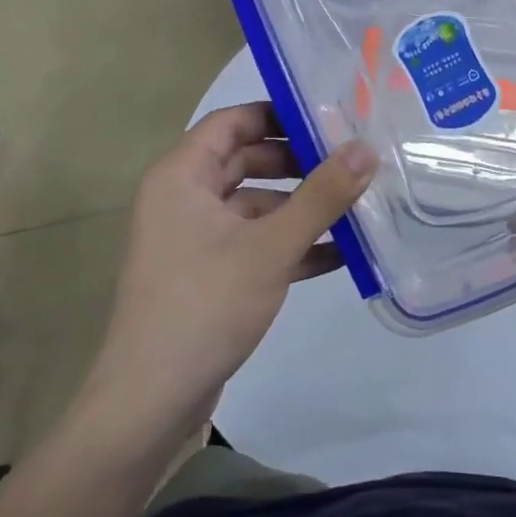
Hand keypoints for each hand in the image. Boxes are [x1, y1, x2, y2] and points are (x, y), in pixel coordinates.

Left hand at [81, 104, 376, 454]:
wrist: (150, 402)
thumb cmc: (205, 305)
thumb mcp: (271, 246)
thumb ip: (322, 195)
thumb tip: (366, 147)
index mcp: (182, 176)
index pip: (233, 121)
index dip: (279, 114)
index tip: (329, 117)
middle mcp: (183, 198)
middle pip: (247, 161)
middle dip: (299, 162)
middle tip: (351, 159)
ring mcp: (194, 239)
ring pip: (255, 205)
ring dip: (300, 207)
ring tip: (356, 204)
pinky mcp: (207, 274)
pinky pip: (253, 243)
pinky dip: (289, 244)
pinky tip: (339, 253)